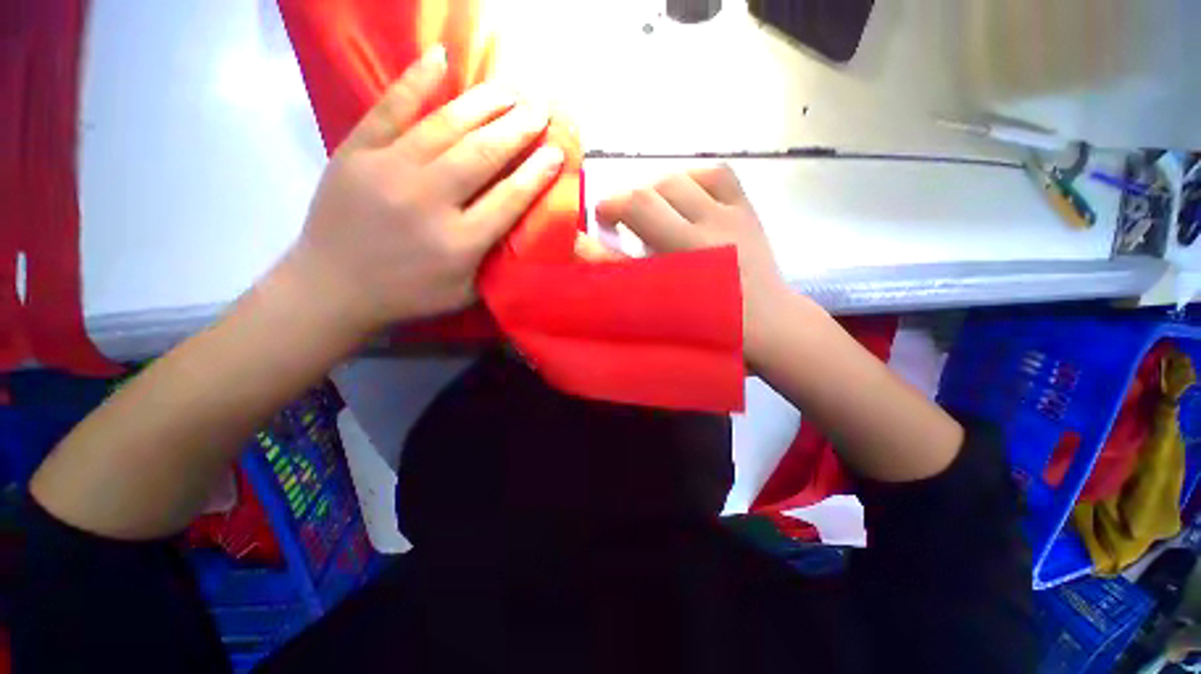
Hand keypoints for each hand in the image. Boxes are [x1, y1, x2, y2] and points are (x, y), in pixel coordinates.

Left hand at [286, 45, 564, 336]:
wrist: (332, 287)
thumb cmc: (408, 294)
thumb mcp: (465, 294)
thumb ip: (495, 264)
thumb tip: (524, 231)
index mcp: (459, 243)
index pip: (509, 199)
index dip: (536, 173)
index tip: (557, 152)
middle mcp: (429, 201)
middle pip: (482, 155)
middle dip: (517, 130)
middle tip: (540, 110)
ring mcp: (388, 170)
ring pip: (445, 127)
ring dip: (484, 104)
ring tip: (511, 89)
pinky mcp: (356, 152)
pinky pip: (389, 108)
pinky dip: (415, 81)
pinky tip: (440, 57)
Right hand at [594, 165, 793, 362]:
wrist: (766, 325)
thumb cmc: (705, 327)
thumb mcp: (654, 305)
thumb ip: (617, 272)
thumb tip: (580, 245)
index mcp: (684, 256)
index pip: (637, 210)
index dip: (611, 206)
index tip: (600, 218)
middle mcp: (706, 231)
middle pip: (655, 191)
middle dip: (629, 200)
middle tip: (624, 219)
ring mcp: (731, 217)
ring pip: (684, 179)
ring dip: (658, 189)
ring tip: (655, 209)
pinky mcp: (749, 211)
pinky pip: (719, 175)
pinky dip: (694, 178)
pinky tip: (687, 194)